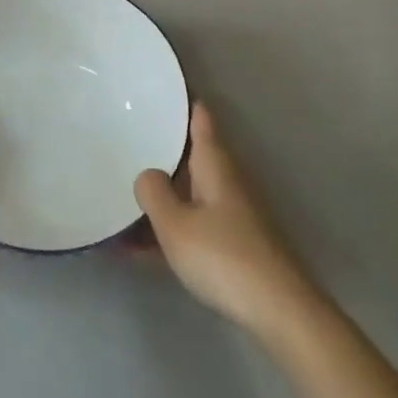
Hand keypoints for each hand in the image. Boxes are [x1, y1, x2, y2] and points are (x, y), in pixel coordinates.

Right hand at [134, 103, 318, 338]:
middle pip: (190, 154)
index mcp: (215, 163)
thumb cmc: (223, 256)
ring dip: (160, 195)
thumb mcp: (175, 225)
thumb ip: (154, 193)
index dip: (182, 100)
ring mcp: (232, 212)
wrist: (278, 309)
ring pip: (189, 192)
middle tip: (124, 139)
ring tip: (119, 198)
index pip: (200, 117)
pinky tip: (137, 249)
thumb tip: (148, 173)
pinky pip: (193, 223)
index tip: (158, 88)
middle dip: (161, 148)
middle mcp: (226, 179)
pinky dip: (169, 228)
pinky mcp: (234, 243)